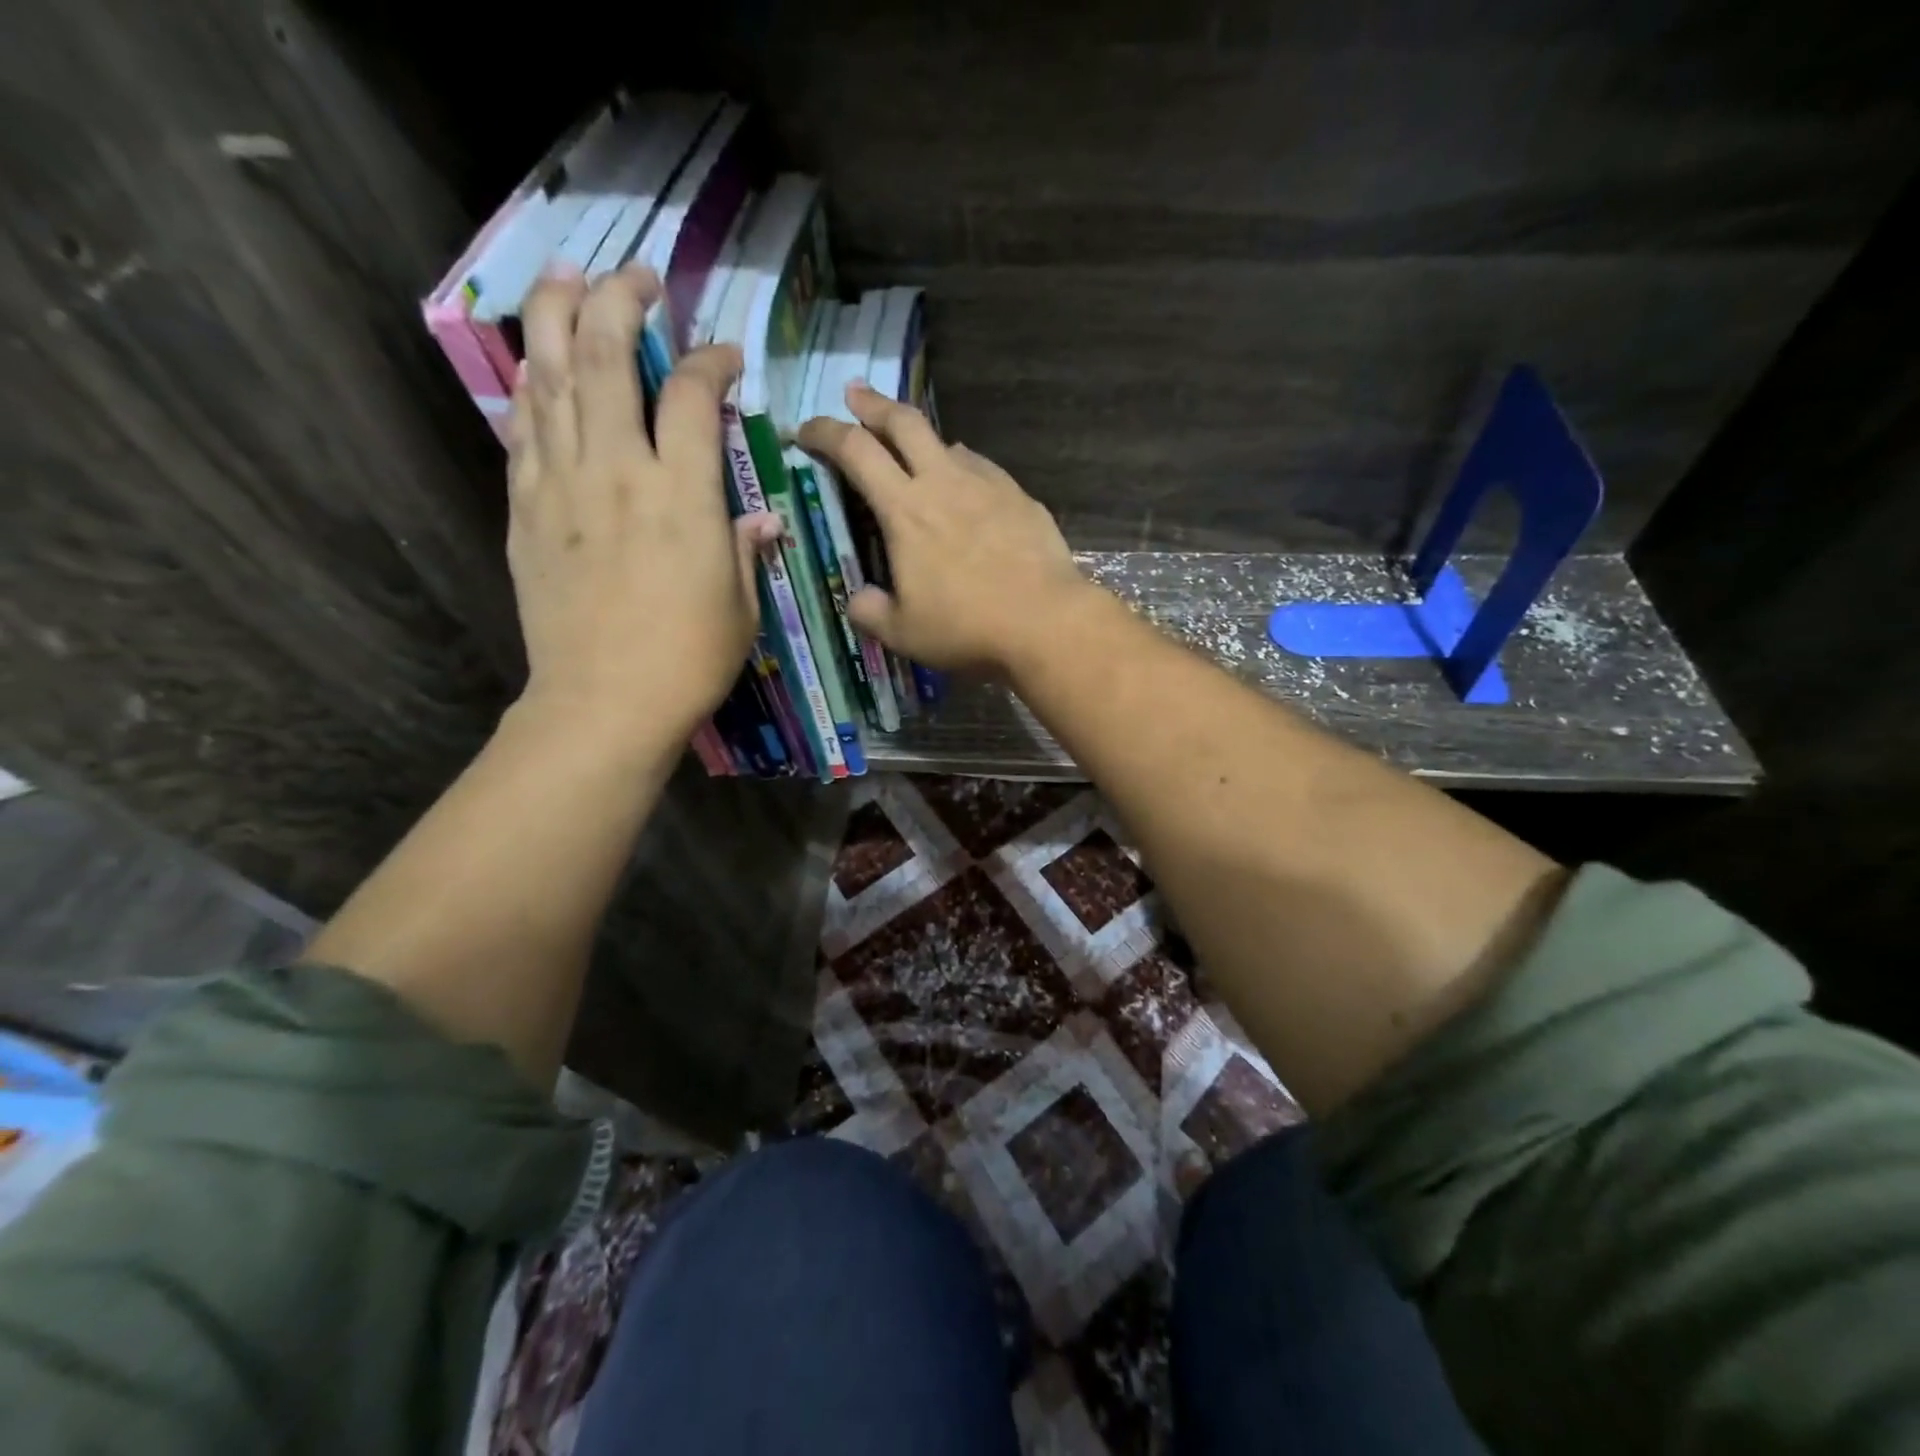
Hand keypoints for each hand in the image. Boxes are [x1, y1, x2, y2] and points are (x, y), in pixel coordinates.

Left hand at [507, 264, 779, 745]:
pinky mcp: (526, 510)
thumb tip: (756, 520)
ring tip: (564, 278)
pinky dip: (531, 391)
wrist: (603, 703)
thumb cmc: (688, 660)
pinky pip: (523, 431)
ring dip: (554, 316)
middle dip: (619, 300)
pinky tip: (536, 369)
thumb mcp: (740, 606)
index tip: (725, 358)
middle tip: (635, 278)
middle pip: (604, 355)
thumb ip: (743, 550)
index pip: (691, 396)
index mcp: (683, 495)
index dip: (710, 362)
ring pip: (550, 376)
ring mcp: (562, 485)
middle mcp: (618, 471)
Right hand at [797, 384, 1092, 675]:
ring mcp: (988, 485)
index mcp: (905, 510)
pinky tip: (968, 488)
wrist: (1046, 623)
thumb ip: (870, 611)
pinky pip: (983, 469)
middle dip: (872, 404)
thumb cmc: (967, 628)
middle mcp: (943, 482)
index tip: (805, 431)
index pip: (855, 451)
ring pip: (948, 442)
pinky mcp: (1021, 498)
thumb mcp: (903, 633)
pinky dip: (963, 468)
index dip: (824, 432)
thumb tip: (857, 599)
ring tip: (915, 453)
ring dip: (922, 440)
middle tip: (855, 396)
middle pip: (903, 421)